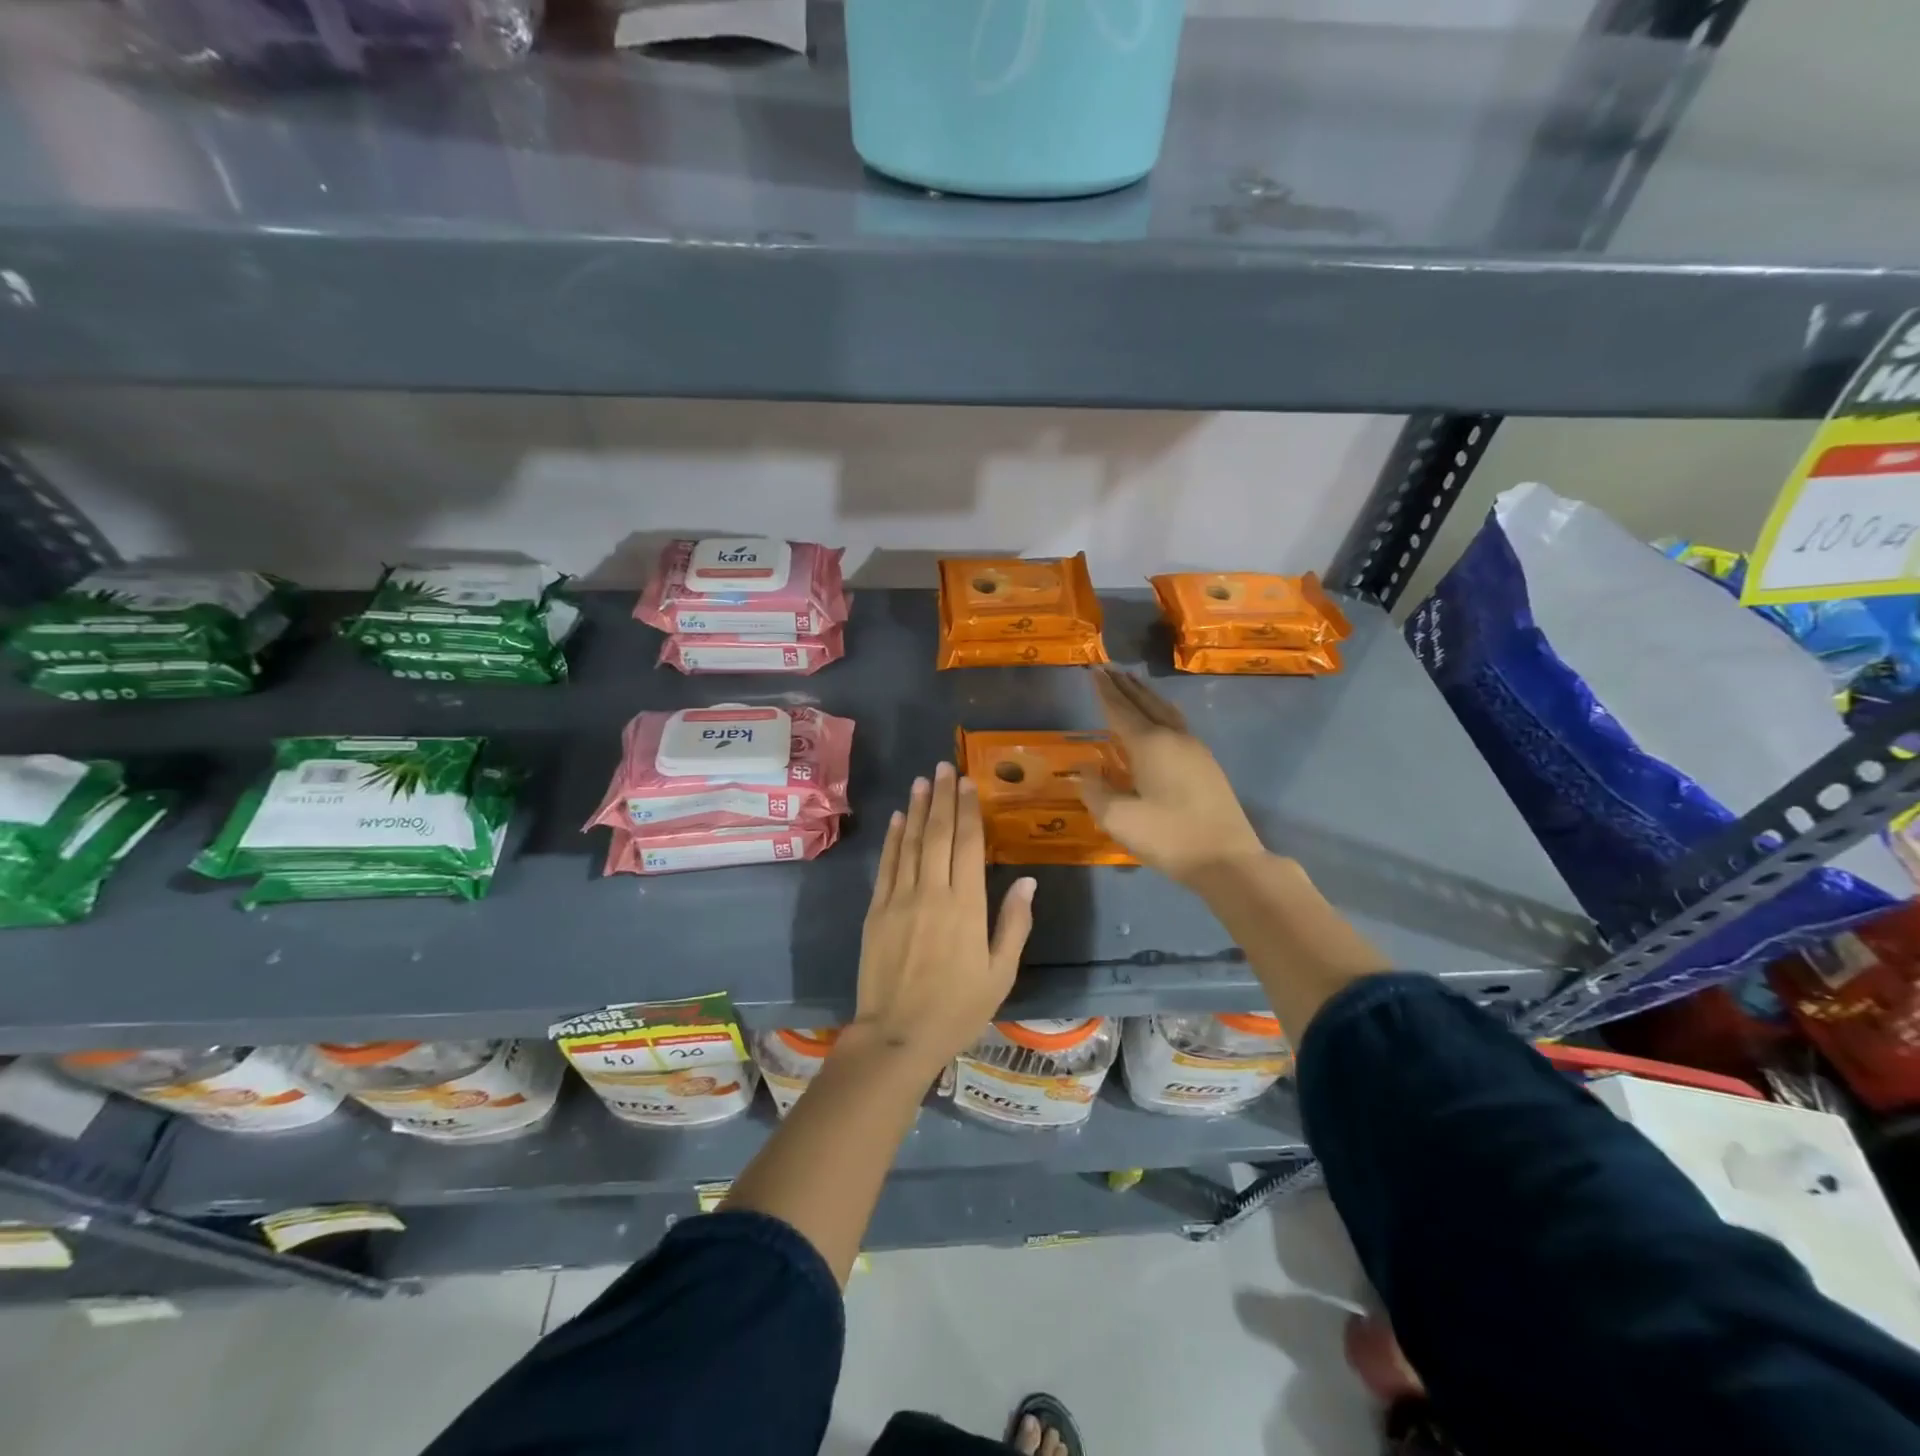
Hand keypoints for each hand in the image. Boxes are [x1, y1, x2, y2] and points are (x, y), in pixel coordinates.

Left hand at [852, 761, 1036, 1074]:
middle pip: (937, 834)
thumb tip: (1027, 880)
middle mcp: (931, 892)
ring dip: (917, 809)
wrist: (896, 1036)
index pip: (968, 844)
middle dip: (942, 797)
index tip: (968, 783)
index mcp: (966, 906)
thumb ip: (1014, 924)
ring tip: (922, 780)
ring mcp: (899, 899)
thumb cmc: (957, 1009)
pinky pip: (887, 865)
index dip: (968, 810)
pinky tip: (898, 819)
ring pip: (910, 843)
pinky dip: (893, 839)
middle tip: (944, 767)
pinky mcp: (876, 911)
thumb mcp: (1000, 974)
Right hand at [1078, 667, 1266, 884]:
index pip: (1120, 710)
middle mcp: (1174, 737)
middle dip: (1124, 685)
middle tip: (1108, 668)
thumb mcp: (1119, 819)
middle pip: (1145, 703)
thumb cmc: (1169, 837)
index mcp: (1150, 744)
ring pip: (1165, 710)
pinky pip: (1177, 723)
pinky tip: (1159, 717)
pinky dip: (1160, 710)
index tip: (1093, 670)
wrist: (1228, 859)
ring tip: (1131, 683)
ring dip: (1145, 695)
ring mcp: (1195, 749)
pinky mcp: (1206, 764)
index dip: (1104, 691)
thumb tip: (1083, 770)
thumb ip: (1095, 791)